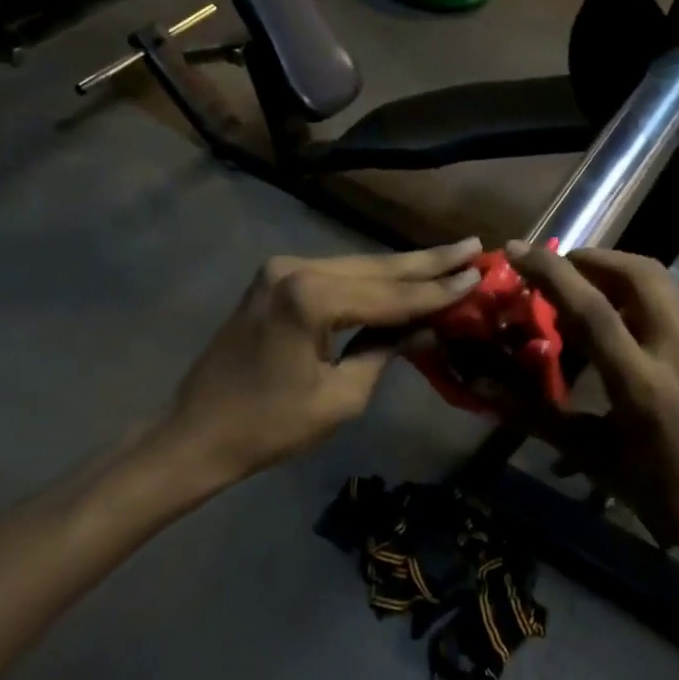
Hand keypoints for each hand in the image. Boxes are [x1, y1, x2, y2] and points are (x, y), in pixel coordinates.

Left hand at [165, 241, 483, 482]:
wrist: (198, 432)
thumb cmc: (270, 426)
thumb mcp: (340, 397)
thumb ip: (384, 351)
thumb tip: (426, 326)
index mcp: (310, 298)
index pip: (391, 295)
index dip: (438, 290)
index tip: (480, 274)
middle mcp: (294, 268)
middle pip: (375, 267)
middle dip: (426, 263)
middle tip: (473, 247)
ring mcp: (279, 270)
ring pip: (355, 266)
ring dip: (401, 269)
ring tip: (449, 259)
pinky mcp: (273, 280)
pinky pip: (333, 275)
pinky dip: (368, 280)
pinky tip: (401, 276)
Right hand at [506, 242, 678, 566]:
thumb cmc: (661, 496)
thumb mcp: (593, 458)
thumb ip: (537, 415)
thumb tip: (484, 389)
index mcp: (643, 386)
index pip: (593, 309)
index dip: (550, 273)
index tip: (517, 251)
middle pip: (638, 273)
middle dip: (592, 258)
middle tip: (559, 268)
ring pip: (660, 284)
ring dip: (616, 273)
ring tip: (584, 292)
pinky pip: (672, 307)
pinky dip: (637, 300)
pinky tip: (622, 329)